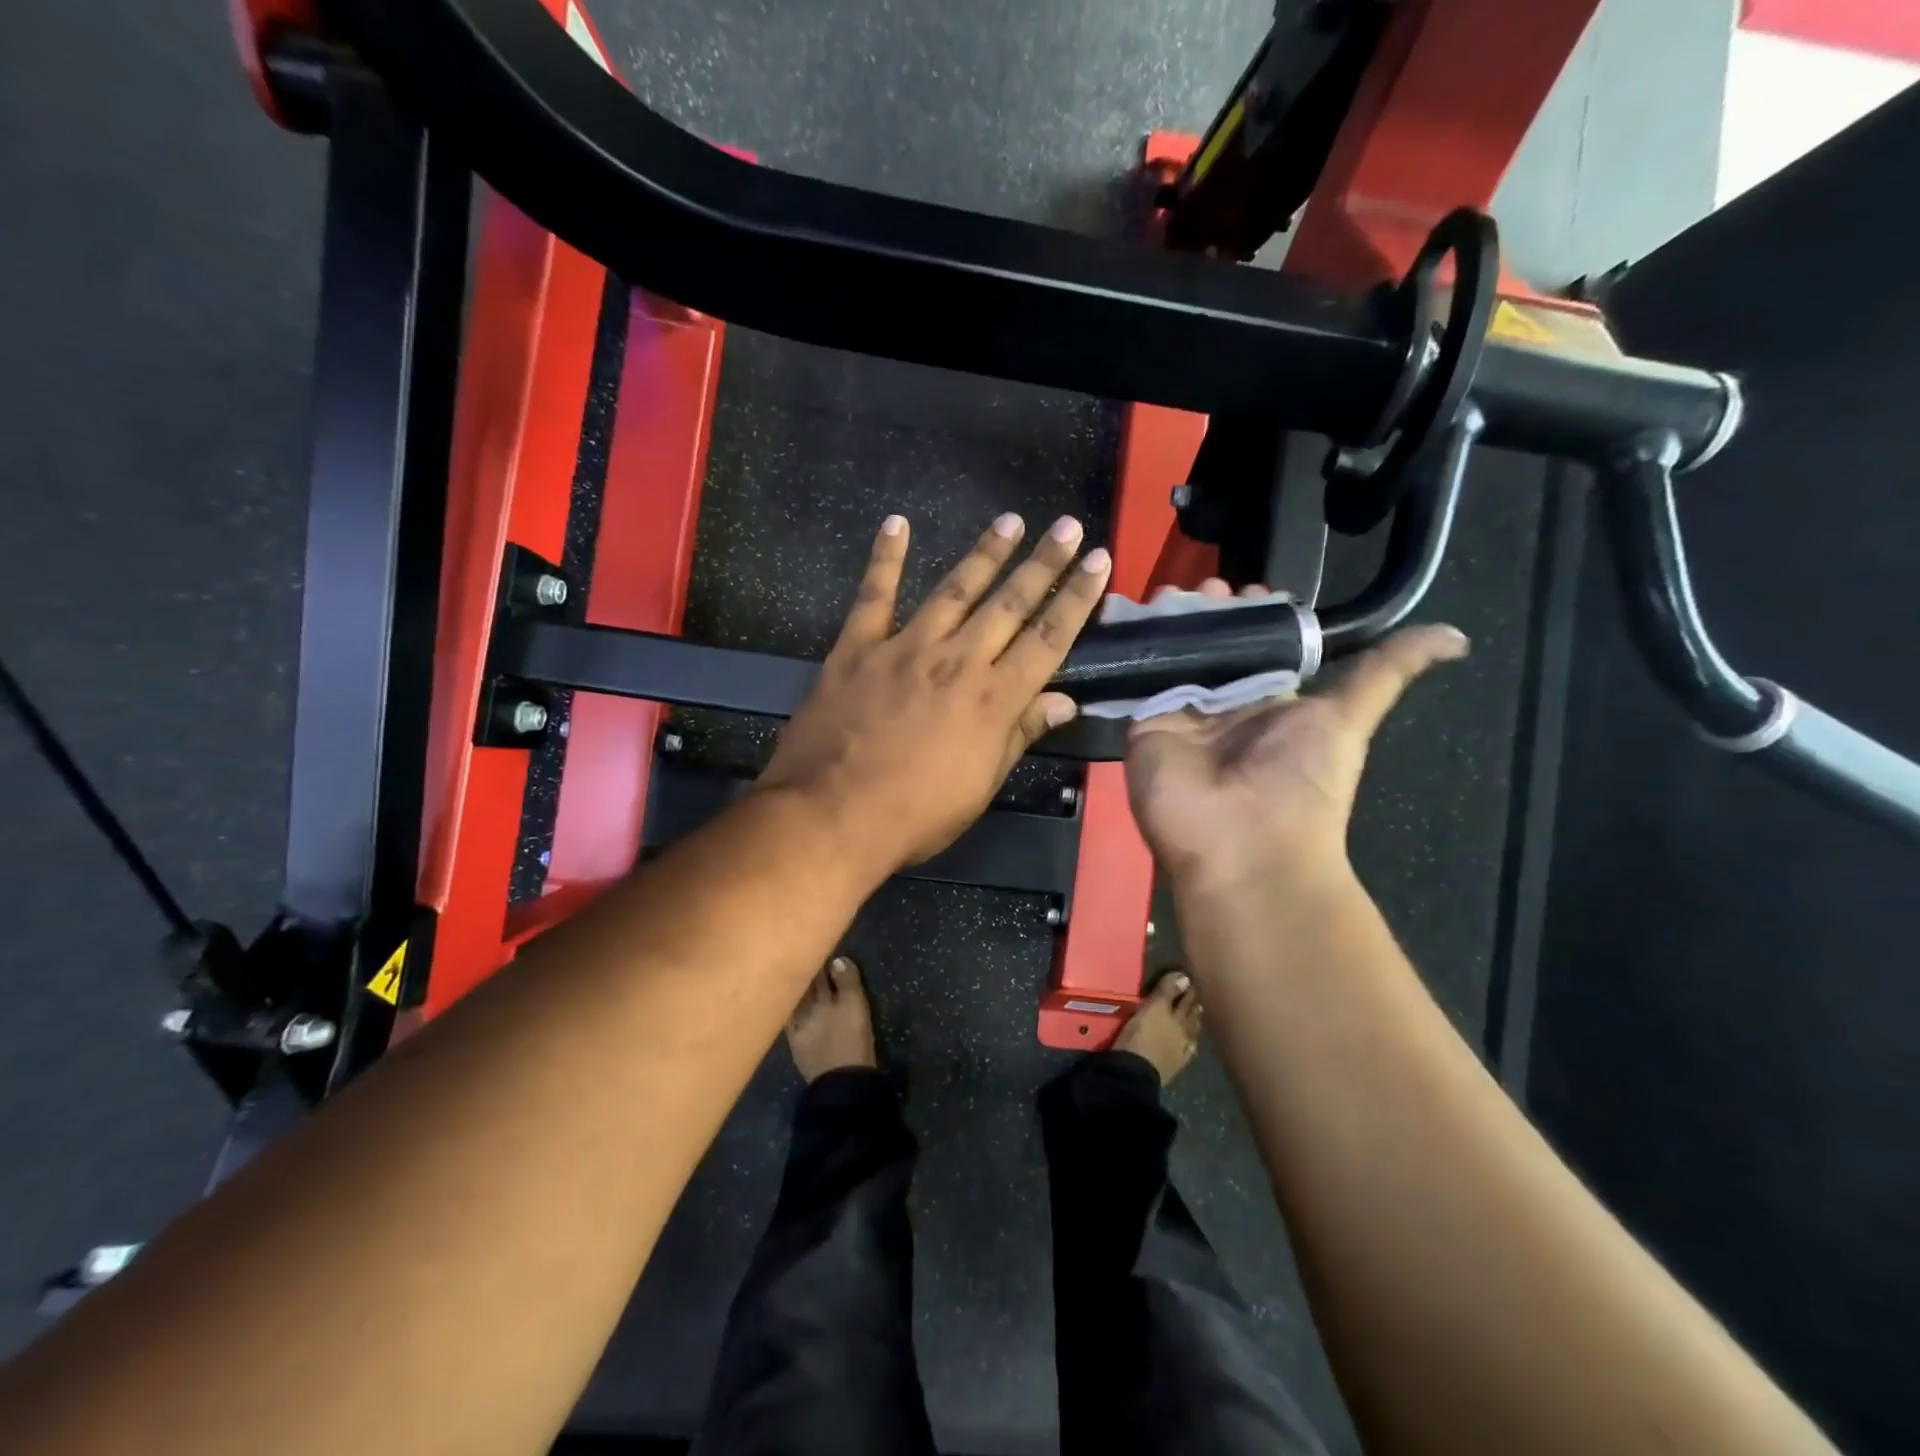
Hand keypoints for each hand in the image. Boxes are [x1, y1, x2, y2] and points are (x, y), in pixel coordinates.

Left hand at [761, 512, 1111, 874]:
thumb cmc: (913, 815)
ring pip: (953, 590)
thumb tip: (1063, 702)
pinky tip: (897, 523)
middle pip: (1009, 604)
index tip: (1098, 561)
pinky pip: (874, 595)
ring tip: (1010, 520)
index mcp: (993, 700)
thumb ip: (1018, 736)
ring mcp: (904, 648)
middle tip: (1066, 525)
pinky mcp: (857, 647)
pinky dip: (884, 558)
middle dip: (1042, 563)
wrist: (829, 816)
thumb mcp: (980, 787)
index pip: (1048, 639)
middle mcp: (957, 661)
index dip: (1076, 598)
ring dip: (985, 553)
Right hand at [1125, 579, 1467, 892]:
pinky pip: (1138, 677)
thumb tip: (1458, 637)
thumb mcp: (1350, 718)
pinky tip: (1135, 615)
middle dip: (1208, 611)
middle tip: (1204, 586)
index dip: (1252, 612)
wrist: (1241, 844)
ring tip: (1170, 592)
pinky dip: (1136, 647)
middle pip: (1211, 644)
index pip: (1256, 643)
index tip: (1247, 588)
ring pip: (1172, 654)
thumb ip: (1386, 673)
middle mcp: (1223, 704)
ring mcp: (1179, 713)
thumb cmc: (1300, 781)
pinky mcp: (1143, 722)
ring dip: (1171, 622)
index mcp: (1269, 701)